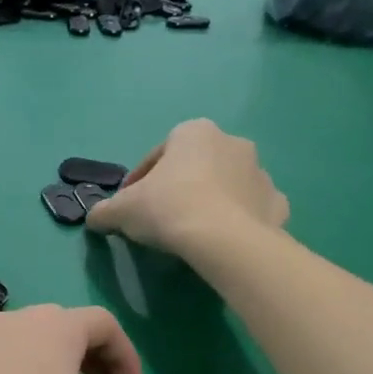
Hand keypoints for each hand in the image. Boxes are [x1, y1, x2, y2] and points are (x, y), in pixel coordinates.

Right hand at [86, 120, 289, 256]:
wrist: (224, 239)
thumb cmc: (168, 208)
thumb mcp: (121, 210)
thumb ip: (104, 212)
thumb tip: (95, 218)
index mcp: (193, 132)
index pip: (157, 157)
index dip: (139, 183)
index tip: (131, 208)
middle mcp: (231, 142)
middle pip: (196, 167)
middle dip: (180, 187)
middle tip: (162, 219)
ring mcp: (260, 172)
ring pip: (227, 186)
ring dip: (211, 201)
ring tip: (193, 233)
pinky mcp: (277, 203)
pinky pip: (252, 209)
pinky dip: (240, 220)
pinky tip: (224, 240)